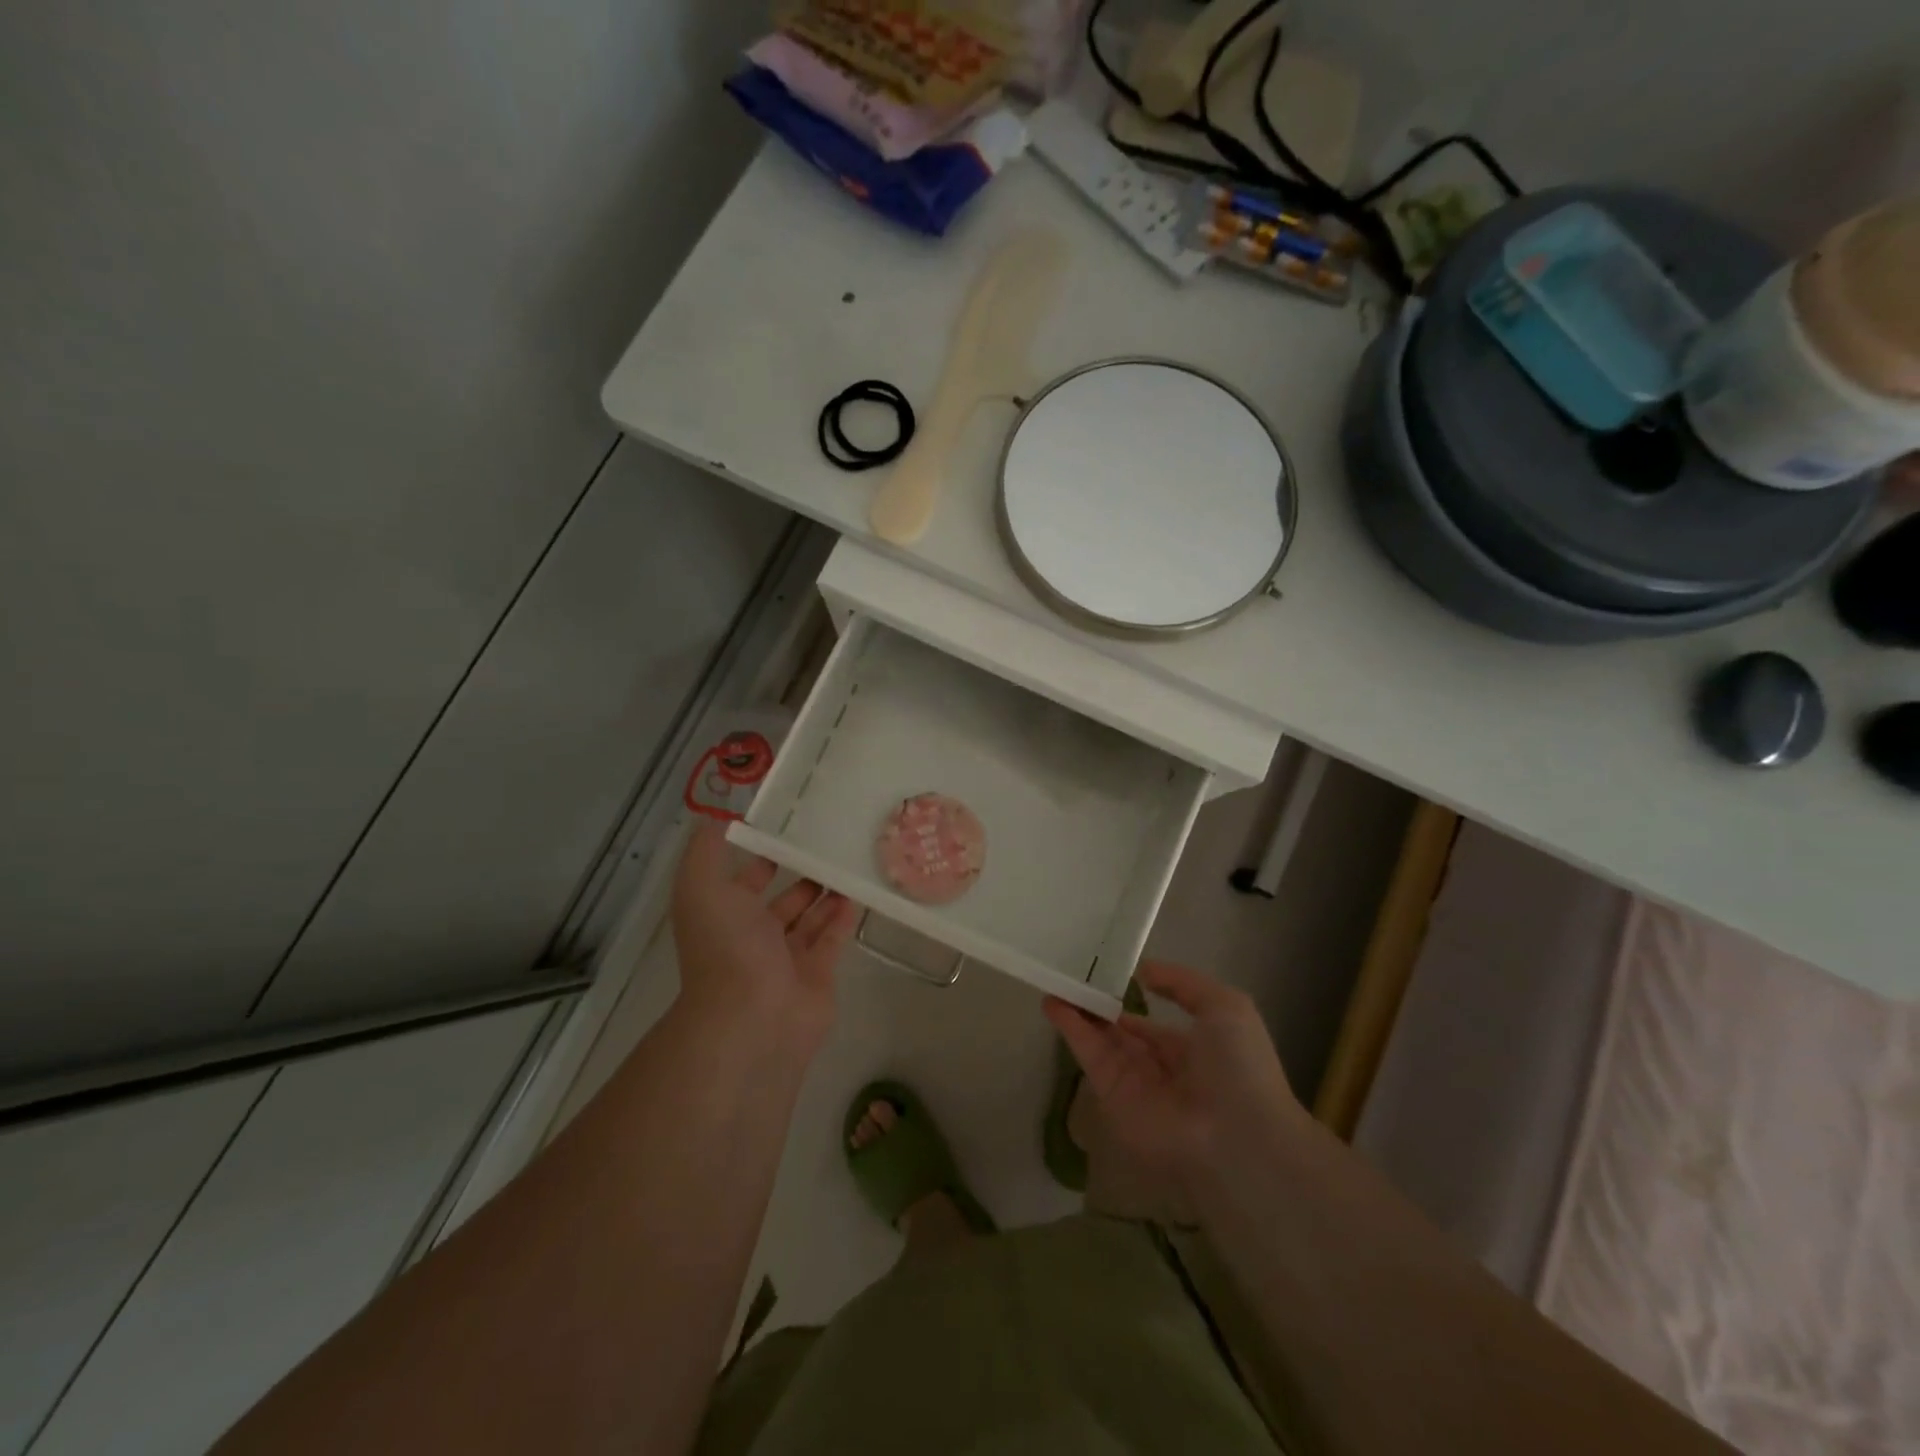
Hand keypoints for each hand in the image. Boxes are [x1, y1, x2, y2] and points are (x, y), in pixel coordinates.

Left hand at [670, 821, 857, 1055]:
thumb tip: (714, 818)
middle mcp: (755, 937)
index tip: (789, 829)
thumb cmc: (726, 948)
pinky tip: (860, 892)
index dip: (761, 856)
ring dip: (828, 894)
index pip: (745, 881)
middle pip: (783, 901)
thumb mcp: (701, 887)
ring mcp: (788, 958)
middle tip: (832, 845)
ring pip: (811, 919)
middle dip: (802, 876)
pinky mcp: (818, 974)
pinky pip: (834, 939)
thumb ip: (705, 851)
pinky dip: (846, 918)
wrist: (752, 1017)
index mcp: (726, 916)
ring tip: (851, 863)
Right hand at [1044, 961, 1304, 1224]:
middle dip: (1098, 1007)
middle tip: (1073, 976)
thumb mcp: (1224, 1006)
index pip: (1153, 1027)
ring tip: (1054, 980)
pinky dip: (1069, 1028)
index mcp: (1192, 1051)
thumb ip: (1183, 983)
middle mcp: (1160, 1068)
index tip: (1107, 978)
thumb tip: (1143, 972)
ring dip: (1077, 1012)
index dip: (1132, 1003)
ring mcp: (1134, 1083)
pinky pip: (1089, 1055)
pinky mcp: (1111, 1094)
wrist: (1235, 1134)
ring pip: (1100, 1040)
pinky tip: (1052, 1001)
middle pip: (1120, 1034)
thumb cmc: (1239, 1066)